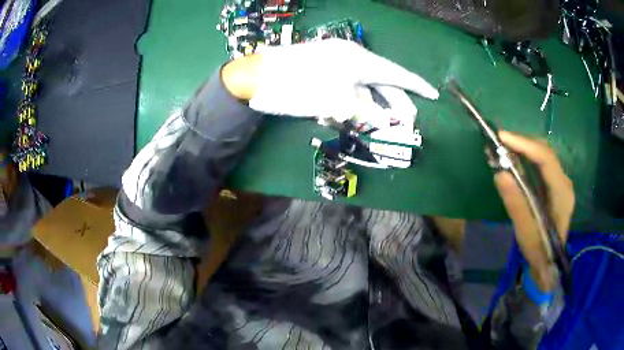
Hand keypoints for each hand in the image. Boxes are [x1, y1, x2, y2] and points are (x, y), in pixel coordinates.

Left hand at [221, 39, 438, 126]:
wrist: (257, 78)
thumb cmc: (298, 88)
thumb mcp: (337, 103)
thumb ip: (367, 112)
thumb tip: (390, 122)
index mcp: (358, 60)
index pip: (396, 74)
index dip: (417, 86)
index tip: (434, 95)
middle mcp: (352, 57)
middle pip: (383, 81)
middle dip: (397, 102)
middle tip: (408, 123)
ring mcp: (338, 62)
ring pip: (367, 84)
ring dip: (378, 104)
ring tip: (389, 124)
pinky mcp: (326, 68)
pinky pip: (352, 84)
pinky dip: (360, 100)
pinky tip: (364, 115)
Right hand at [494, 131, 574, 291]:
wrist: (549, 263)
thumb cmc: (539, 250)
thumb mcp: (526, 232)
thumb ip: (516, 204)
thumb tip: (500, 174)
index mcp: (562, 193)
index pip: (546, 159)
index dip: (525, 144)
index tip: (502, 137)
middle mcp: (564, 183)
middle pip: (545, 152)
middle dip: (523, 143)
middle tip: (500, 142)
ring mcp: (561, 183)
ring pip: (544, 155)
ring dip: (525, 148)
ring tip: (505, 149)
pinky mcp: (555, 186)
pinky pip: (542, 163)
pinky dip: (528, 157)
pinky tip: (516, 160)